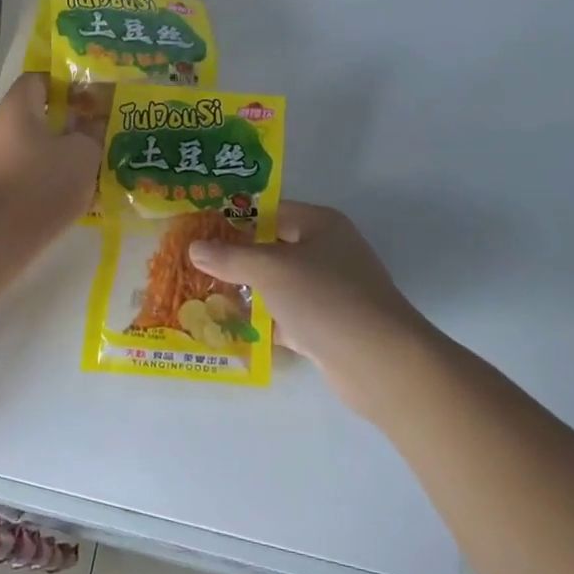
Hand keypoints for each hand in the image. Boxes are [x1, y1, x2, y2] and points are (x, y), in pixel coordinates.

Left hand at [0, 74, 99, 232]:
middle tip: (101, 135)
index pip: (40, 79)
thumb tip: (93, 121)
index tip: (93, 101)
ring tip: (94, 169)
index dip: (67, 84)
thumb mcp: (82, 155)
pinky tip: (73, 199)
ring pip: (36, 149)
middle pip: (39, 116)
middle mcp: (1, 128)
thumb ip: (93, 132)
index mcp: (19, 107)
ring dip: (63, 157)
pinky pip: (28, 176)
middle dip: (71, 125)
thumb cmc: (40, 186)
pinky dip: (50, 181)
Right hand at [186, 201, 431, 410]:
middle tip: (194, 264)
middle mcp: (327, 252)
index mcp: (321, 224)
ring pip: (278, 286)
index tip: (199, 229)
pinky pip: (286, 317)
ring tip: (202, 296)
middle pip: (272, 249)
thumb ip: (230, 257)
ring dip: (247, 293)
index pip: (271, 211)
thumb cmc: (325, 298)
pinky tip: (229, 329)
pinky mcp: (327, 327)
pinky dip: (263, 323)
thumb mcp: (270, 269)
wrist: (379, 363)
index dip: (236, 218)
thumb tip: (195, 247)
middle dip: (236, 259)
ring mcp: (330, 292)